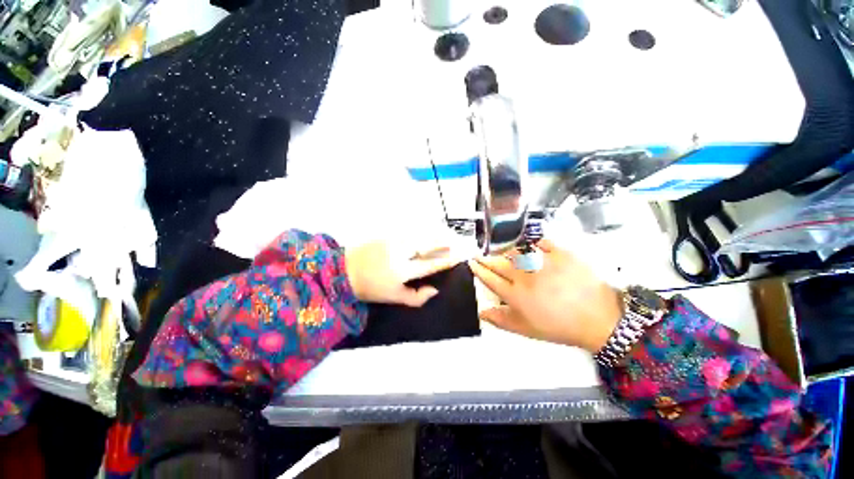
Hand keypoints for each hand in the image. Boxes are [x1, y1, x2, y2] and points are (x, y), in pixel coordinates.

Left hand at [345, 241, 463, 306]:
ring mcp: (393, 240)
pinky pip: (409, 231)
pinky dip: (421, 231)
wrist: (345, 270)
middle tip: (456, 241)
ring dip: (434, 234)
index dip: (446, 261)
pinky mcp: (387, 234)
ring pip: (419, 234)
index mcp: (402, 271)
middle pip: (427, 244)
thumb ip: (416, 297)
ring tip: (445, 234)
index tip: (458, 257)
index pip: (430, 264)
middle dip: (443, 242)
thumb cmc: (371, 288)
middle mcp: (400, 252)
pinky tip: (427, 231)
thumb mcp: (394, 297)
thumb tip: (435, 290)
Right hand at [468, 240, 621, 352]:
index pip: (490, 279)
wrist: (599, 319)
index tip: (472, 263)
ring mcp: (542, 263)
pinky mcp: (559, 253)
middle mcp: (524, 276)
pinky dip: (530, 241)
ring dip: (504, 250)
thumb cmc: (560, 327)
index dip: (479, 270)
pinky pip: (539, 242)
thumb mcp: (528, 330)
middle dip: (485, 258)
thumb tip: (482, 312)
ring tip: (500, 250)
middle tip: (478, 254)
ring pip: (515, 251)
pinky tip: (526, 243)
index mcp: (516, 295)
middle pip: (498, 263)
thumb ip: (502, 320)